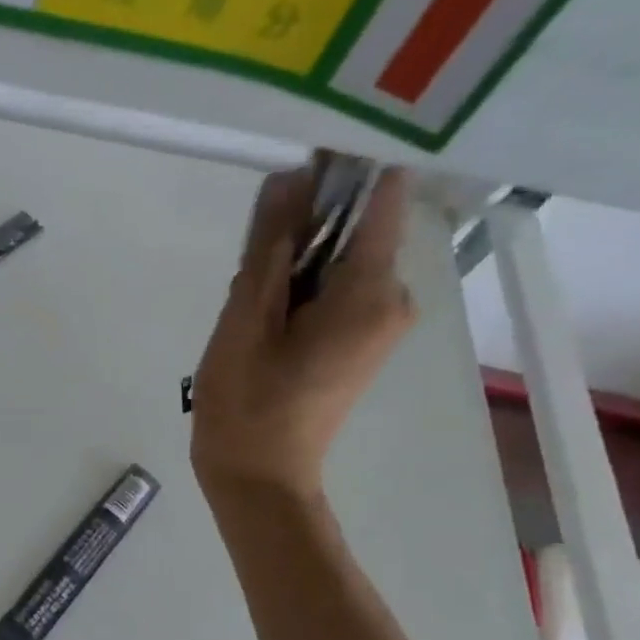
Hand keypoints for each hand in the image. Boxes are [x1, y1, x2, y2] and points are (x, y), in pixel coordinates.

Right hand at [190, 160, 415, 501]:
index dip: (343, 171)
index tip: (298, 163)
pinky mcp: (363, 339)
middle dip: (304, 228)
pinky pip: (336, 289)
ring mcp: (382, 321)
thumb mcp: (245, 318)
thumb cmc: (247, 403)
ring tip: (249, 302)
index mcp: (370, 292)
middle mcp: (394, 299)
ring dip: (295, 262)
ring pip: (339, 261)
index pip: (379, 198)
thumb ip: (269, 247)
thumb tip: (288, 177)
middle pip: (355, 230)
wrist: (259, 476)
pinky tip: (264, 317)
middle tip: (249, 264)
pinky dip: (301, 287)